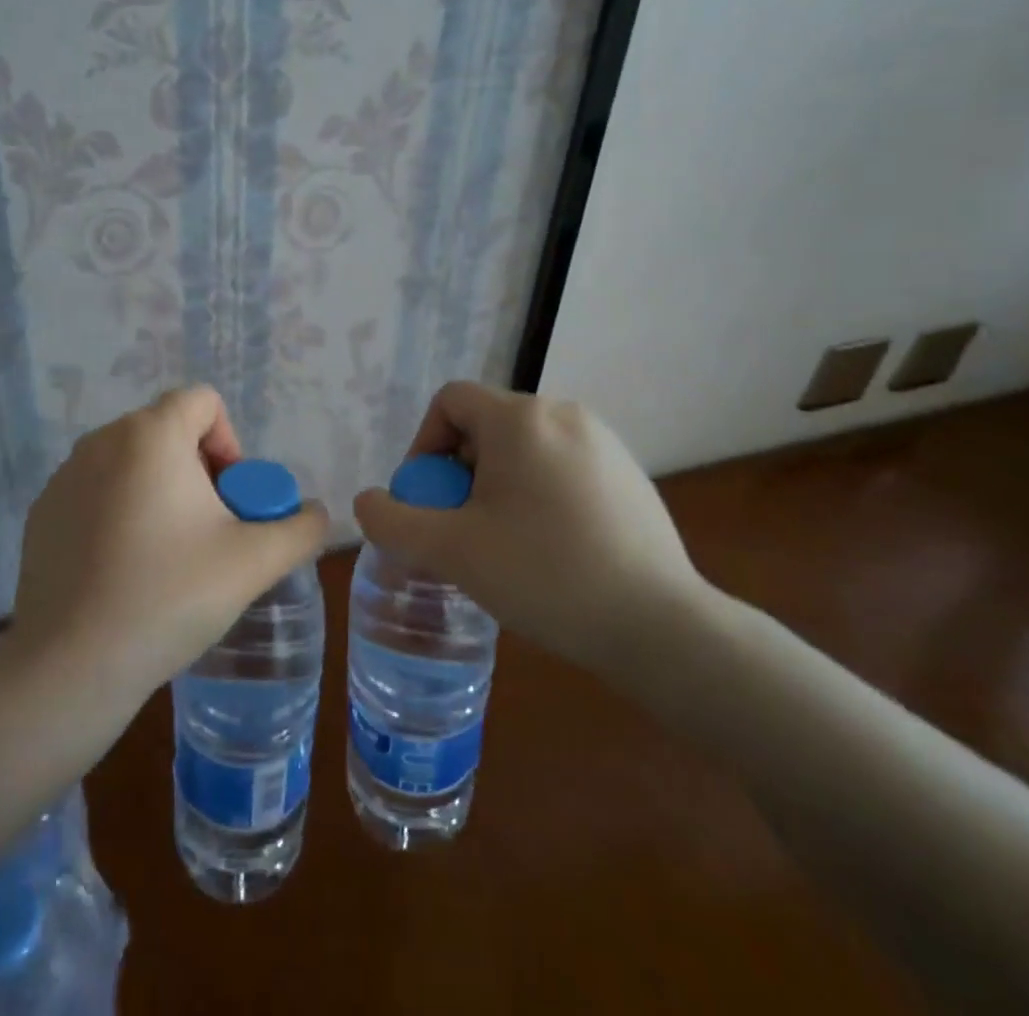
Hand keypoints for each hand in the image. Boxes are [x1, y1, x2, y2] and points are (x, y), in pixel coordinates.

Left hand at [7, 386, 328, 705]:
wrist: (71, 666)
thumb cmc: (169, 596)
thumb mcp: (255, 562)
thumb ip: (301, 528)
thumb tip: (315, 514)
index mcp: (151, 434)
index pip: (203, 401)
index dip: (230, 442)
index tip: (231, 499)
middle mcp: (102, 440)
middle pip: (168, 432)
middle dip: (199, 472)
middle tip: (209, 533)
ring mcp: (65, 476)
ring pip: (131, 463)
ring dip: (160, 492)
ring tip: (168, 556)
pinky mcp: (41, 512)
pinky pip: (97, 492)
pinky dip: (119, 513)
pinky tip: (125, 571)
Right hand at [352, 382, 711, 678]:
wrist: (660, 627)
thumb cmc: (545, 576)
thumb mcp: (451, 552)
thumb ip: (393, 522)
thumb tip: (368, 502)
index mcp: (520, 418)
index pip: (450, 402)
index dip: (423, 445)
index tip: (427, 500)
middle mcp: (563, 413)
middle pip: (486, 426)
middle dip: (459, 473)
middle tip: (460, 530)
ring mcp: (603, 442)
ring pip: (524, 449)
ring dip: (496, 486)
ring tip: (501, 544)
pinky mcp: (629, 474)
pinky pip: (561, 467)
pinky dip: (538, 494)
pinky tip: (550, 550)